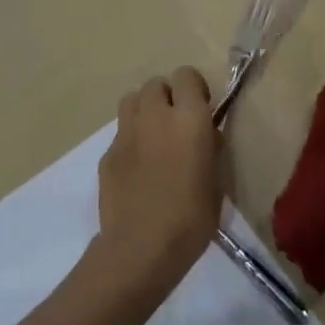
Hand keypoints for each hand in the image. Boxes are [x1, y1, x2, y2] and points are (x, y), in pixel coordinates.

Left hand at [96, 66, 220, 289]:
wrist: (141, 249)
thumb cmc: (191, 218)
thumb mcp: (217, 181)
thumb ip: (211, 148)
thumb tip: (206, 135)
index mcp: (189, 119)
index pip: (186, 75)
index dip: (194, 88)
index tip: (201, 109)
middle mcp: (156, 116)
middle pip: (156, 84)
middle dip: (167, 96)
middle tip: (177, 123)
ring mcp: (126, 133)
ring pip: (132, 100)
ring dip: (145, 109)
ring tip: (154, 135)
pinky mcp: (107, 154)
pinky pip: (121, 133)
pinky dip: (131, 140)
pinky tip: (138, 168)